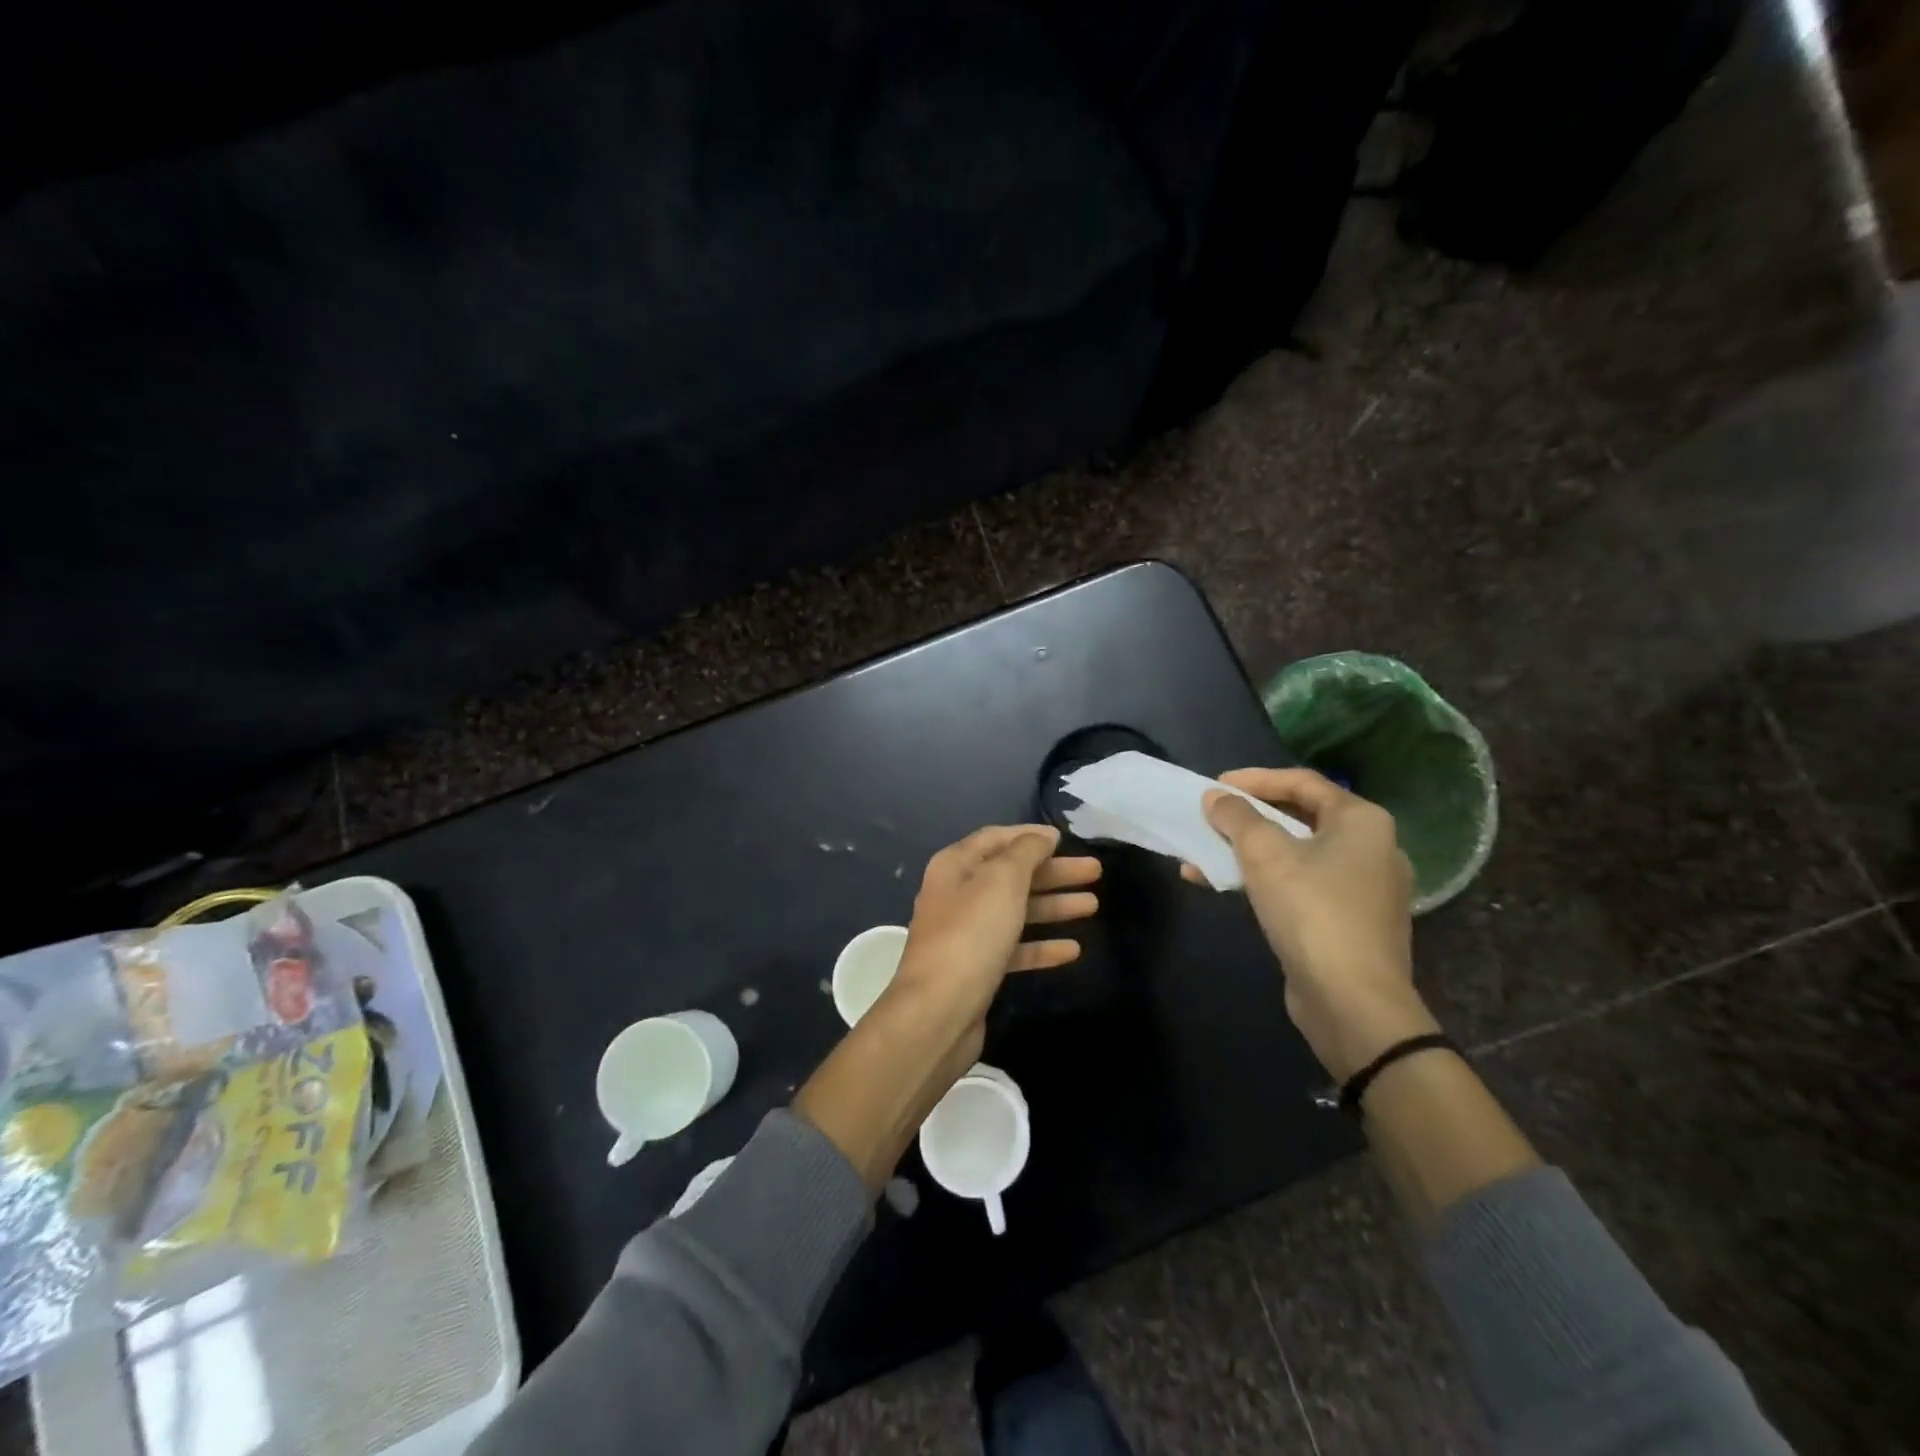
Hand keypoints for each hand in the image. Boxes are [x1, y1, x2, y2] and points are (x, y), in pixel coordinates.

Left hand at [795, 825, 1098, 1189]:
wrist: (938, 1012)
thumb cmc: (971, 934)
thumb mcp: (1002, 881)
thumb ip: (1025, 853)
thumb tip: (1042, 836)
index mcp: (956, 866)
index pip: (996, 839)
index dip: (1031, 836)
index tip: (1066, 839)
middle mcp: (958, 894)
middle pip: (1011, 875)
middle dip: (1053, 872)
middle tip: (1095, 872)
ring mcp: (966, 933)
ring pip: (1016, 911)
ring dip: (1053, 906)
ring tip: (1093, 905)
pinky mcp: (977, 969)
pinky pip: (1014, 948)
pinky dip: (1041, 946)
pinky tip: (1073, 950)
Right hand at [1193, 769, 1433, 1081]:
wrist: (1353, 1001)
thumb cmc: (1312, 910)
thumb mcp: (1265, 854)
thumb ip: (1237, 817)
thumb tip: (1216, 797)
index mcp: (1362, 821)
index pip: (1302, 782)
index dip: (1254, 778)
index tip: (1215, 785)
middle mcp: (1370, 848)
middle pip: (1299, 817)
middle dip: (1247, 818)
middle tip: (1211, 817)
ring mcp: (1362, 888)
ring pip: (1295, 854)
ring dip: (1247, 852)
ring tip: (1203, 856)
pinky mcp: (1349, 921)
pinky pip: (1300, 885)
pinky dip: (1263, 879)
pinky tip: (1225, 887)